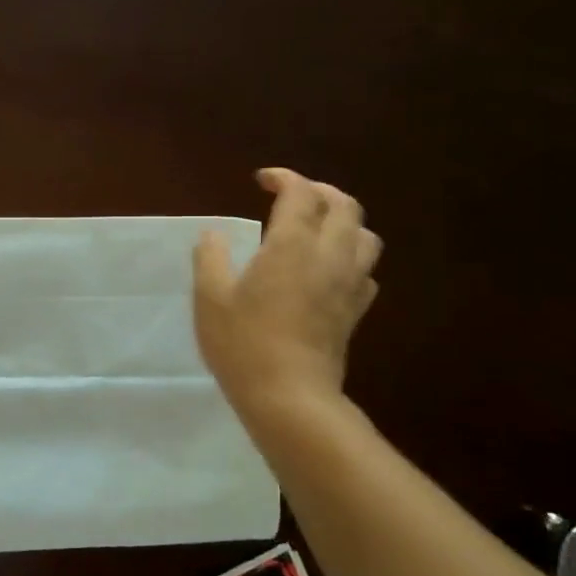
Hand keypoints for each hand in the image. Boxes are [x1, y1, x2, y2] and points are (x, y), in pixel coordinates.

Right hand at [193, 168, 380, 435]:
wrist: (289, 397)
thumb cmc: (243, 344)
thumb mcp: (209, 297)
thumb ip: (210, 257)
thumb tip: (215, 234)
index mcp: (291, 246)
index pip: (301, 193)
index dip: (284, 178)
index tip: (262, 181)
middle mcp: (329, 257)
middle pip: (345, 206)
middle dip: (320, 191)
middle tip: (292, 196)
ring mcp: (348, 285)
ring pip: (365, 236)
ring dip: (343, 221)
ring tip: (317, 228)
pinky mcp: (355, 312)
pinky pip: (365, 271)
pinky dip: (350, 258)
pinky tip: (329, 270)